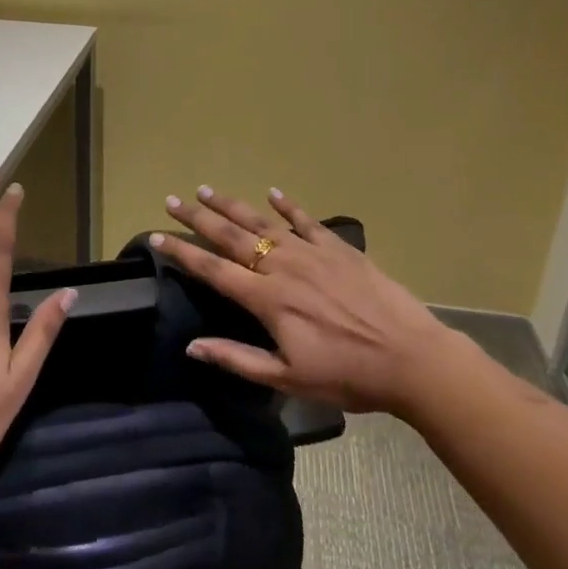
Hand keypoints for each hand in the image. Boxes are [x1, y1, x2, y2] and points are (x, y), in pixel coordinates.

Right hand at [151, 186, 462, 414]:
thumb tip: (192, 346)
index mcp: (267, 299)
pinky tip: (273, 192)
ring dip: (232, 206)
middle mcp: (283, 267)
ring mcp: (312, 253)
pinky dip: (288, 205)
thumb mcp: (287, 379)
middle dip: (198, 217)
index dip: (182, 252)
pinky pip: (308, 221)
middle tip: (172, 199)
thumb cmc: (347, 375)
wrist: (411, 359)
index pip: (212, 270)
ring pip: (263, 223)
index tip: (156, 236)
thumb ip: (237, 359)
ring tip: (206, 190)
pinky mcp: (340, 249)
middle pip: (231, 237)